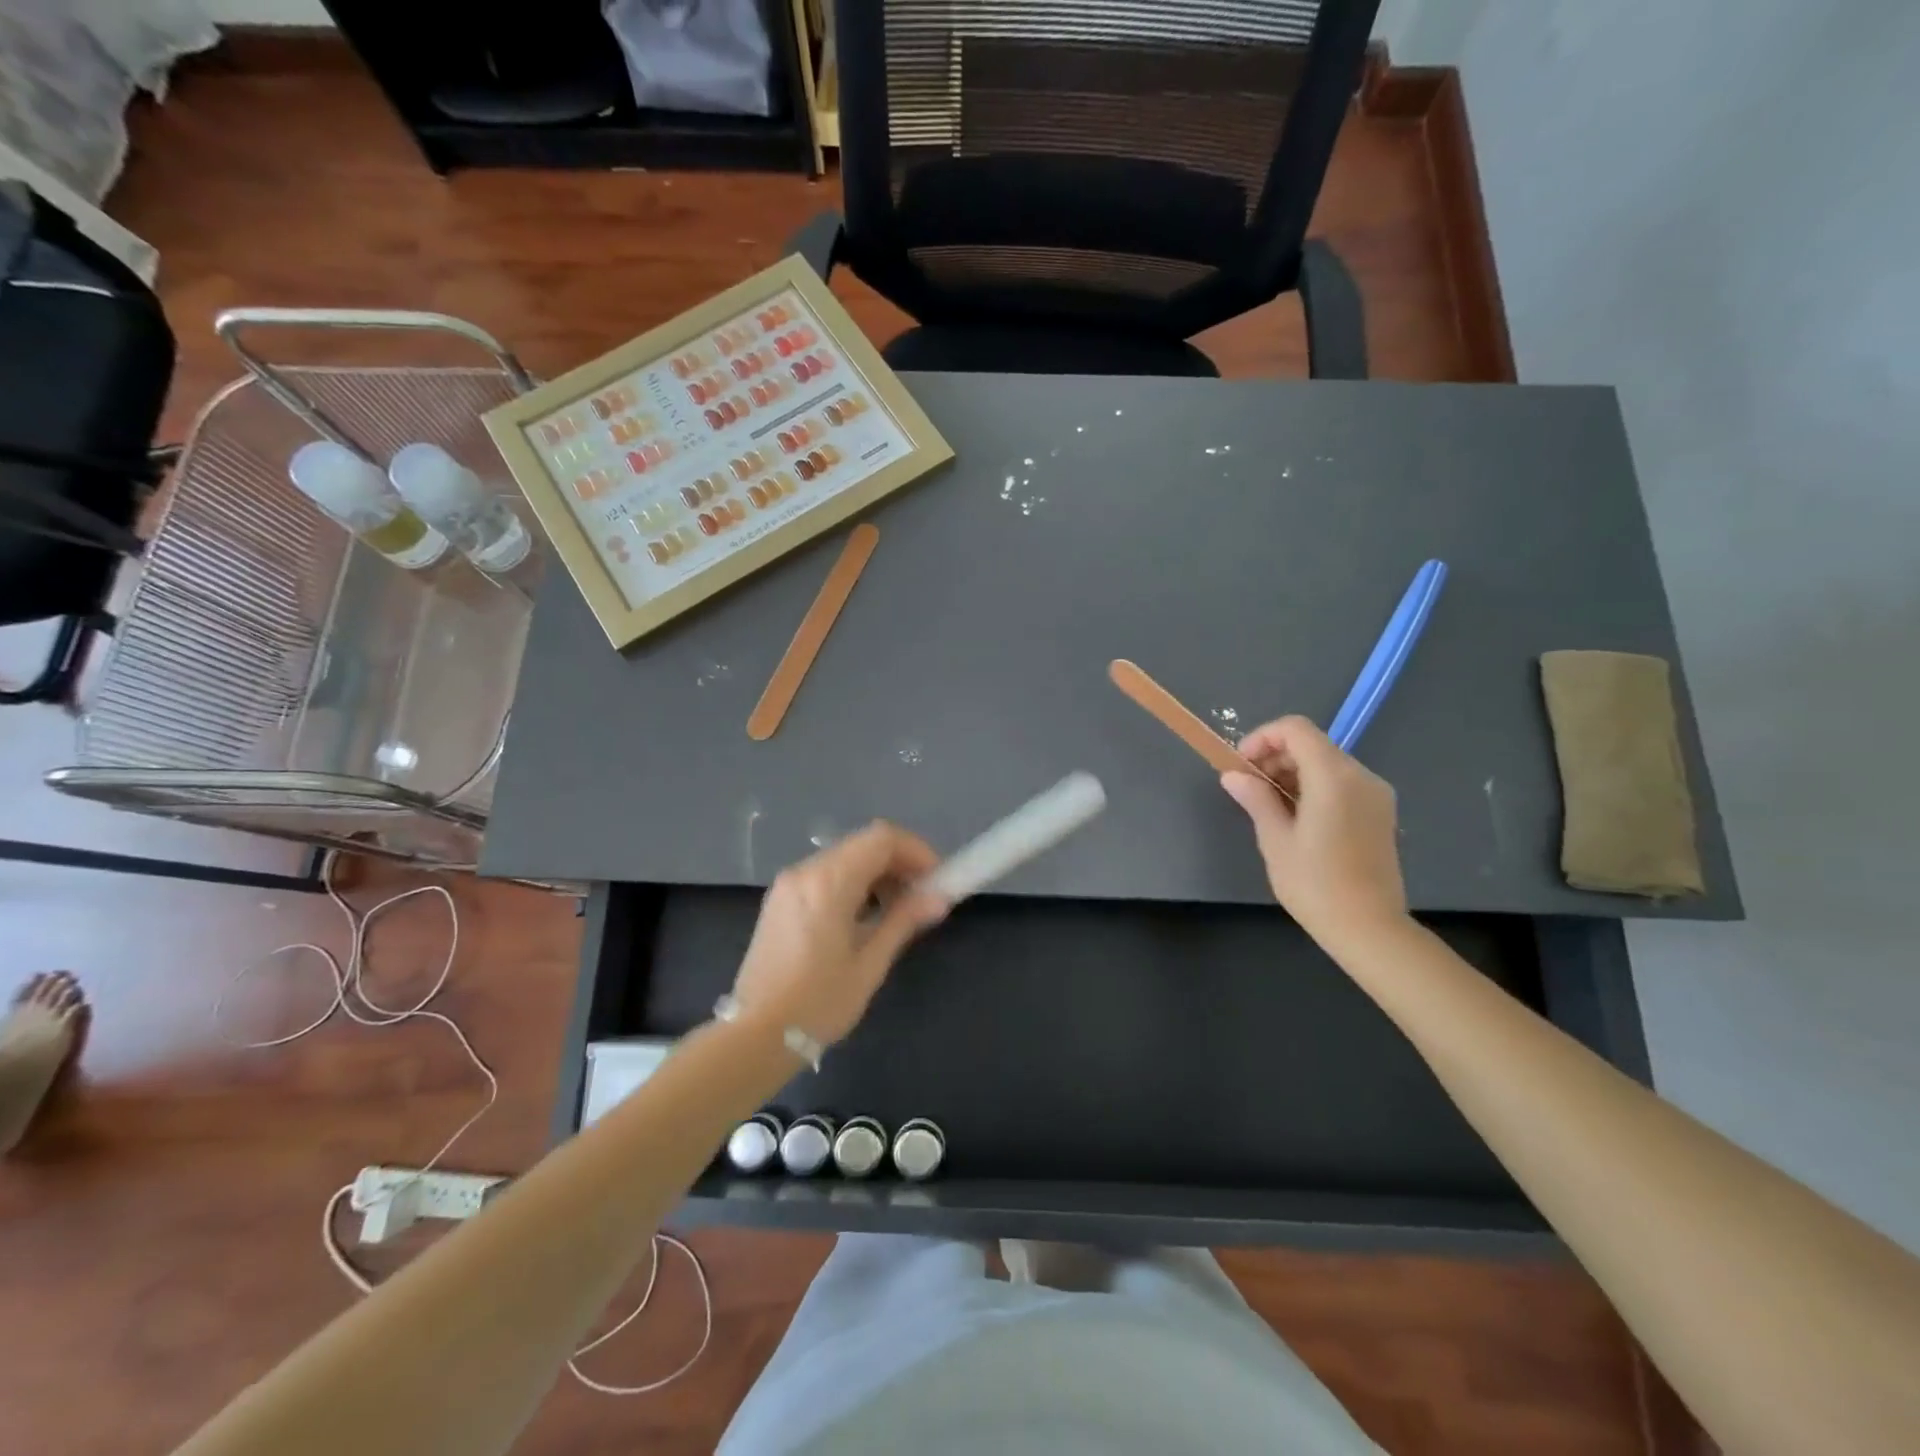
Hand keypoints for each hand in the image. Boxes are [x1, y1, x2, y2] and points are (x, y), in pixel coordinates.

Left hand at [730, 822, 948, 1047]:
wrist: (754, 1036)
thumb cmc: (818, 1003)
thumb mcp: (869, 964)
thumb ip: (904, 921)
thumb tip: (939, 897)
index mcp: (828, 882)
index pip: (882, 839)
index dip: (916, 851)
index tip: (936, 881)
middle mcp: (806, 871)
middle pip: (864, 844)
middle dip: (899, 863)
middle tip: (922, 897)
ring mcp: (789, 884)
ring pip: (845, 857)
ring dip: (877, 873)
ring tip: (897, 910)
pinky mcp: (780, 900)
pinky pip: (825, 874)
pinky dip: (853, 883)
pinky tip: (864, 916)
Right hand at [1219, 716, 1408, 950]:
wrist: (1369, 928)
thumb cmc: (1315, 885)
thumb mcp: (1275, 840)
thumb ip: (1256, 798)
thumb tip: (1234, 775)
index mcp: (1334, 777)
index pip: (1295, 729)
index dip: (1263, 738)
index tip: (1242, 766)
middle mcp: (1360, 776)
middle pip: (1312, 744)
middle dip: (1276, 756)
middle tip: (1249, 788)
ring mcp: (1375, 794)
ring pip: (1327, 762)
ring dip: (1293, 772)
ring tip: (1269, 806)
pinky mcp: (1380, 812)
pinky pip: (1342, 783)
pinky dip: (1314, 786)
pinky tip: (1297, 817)